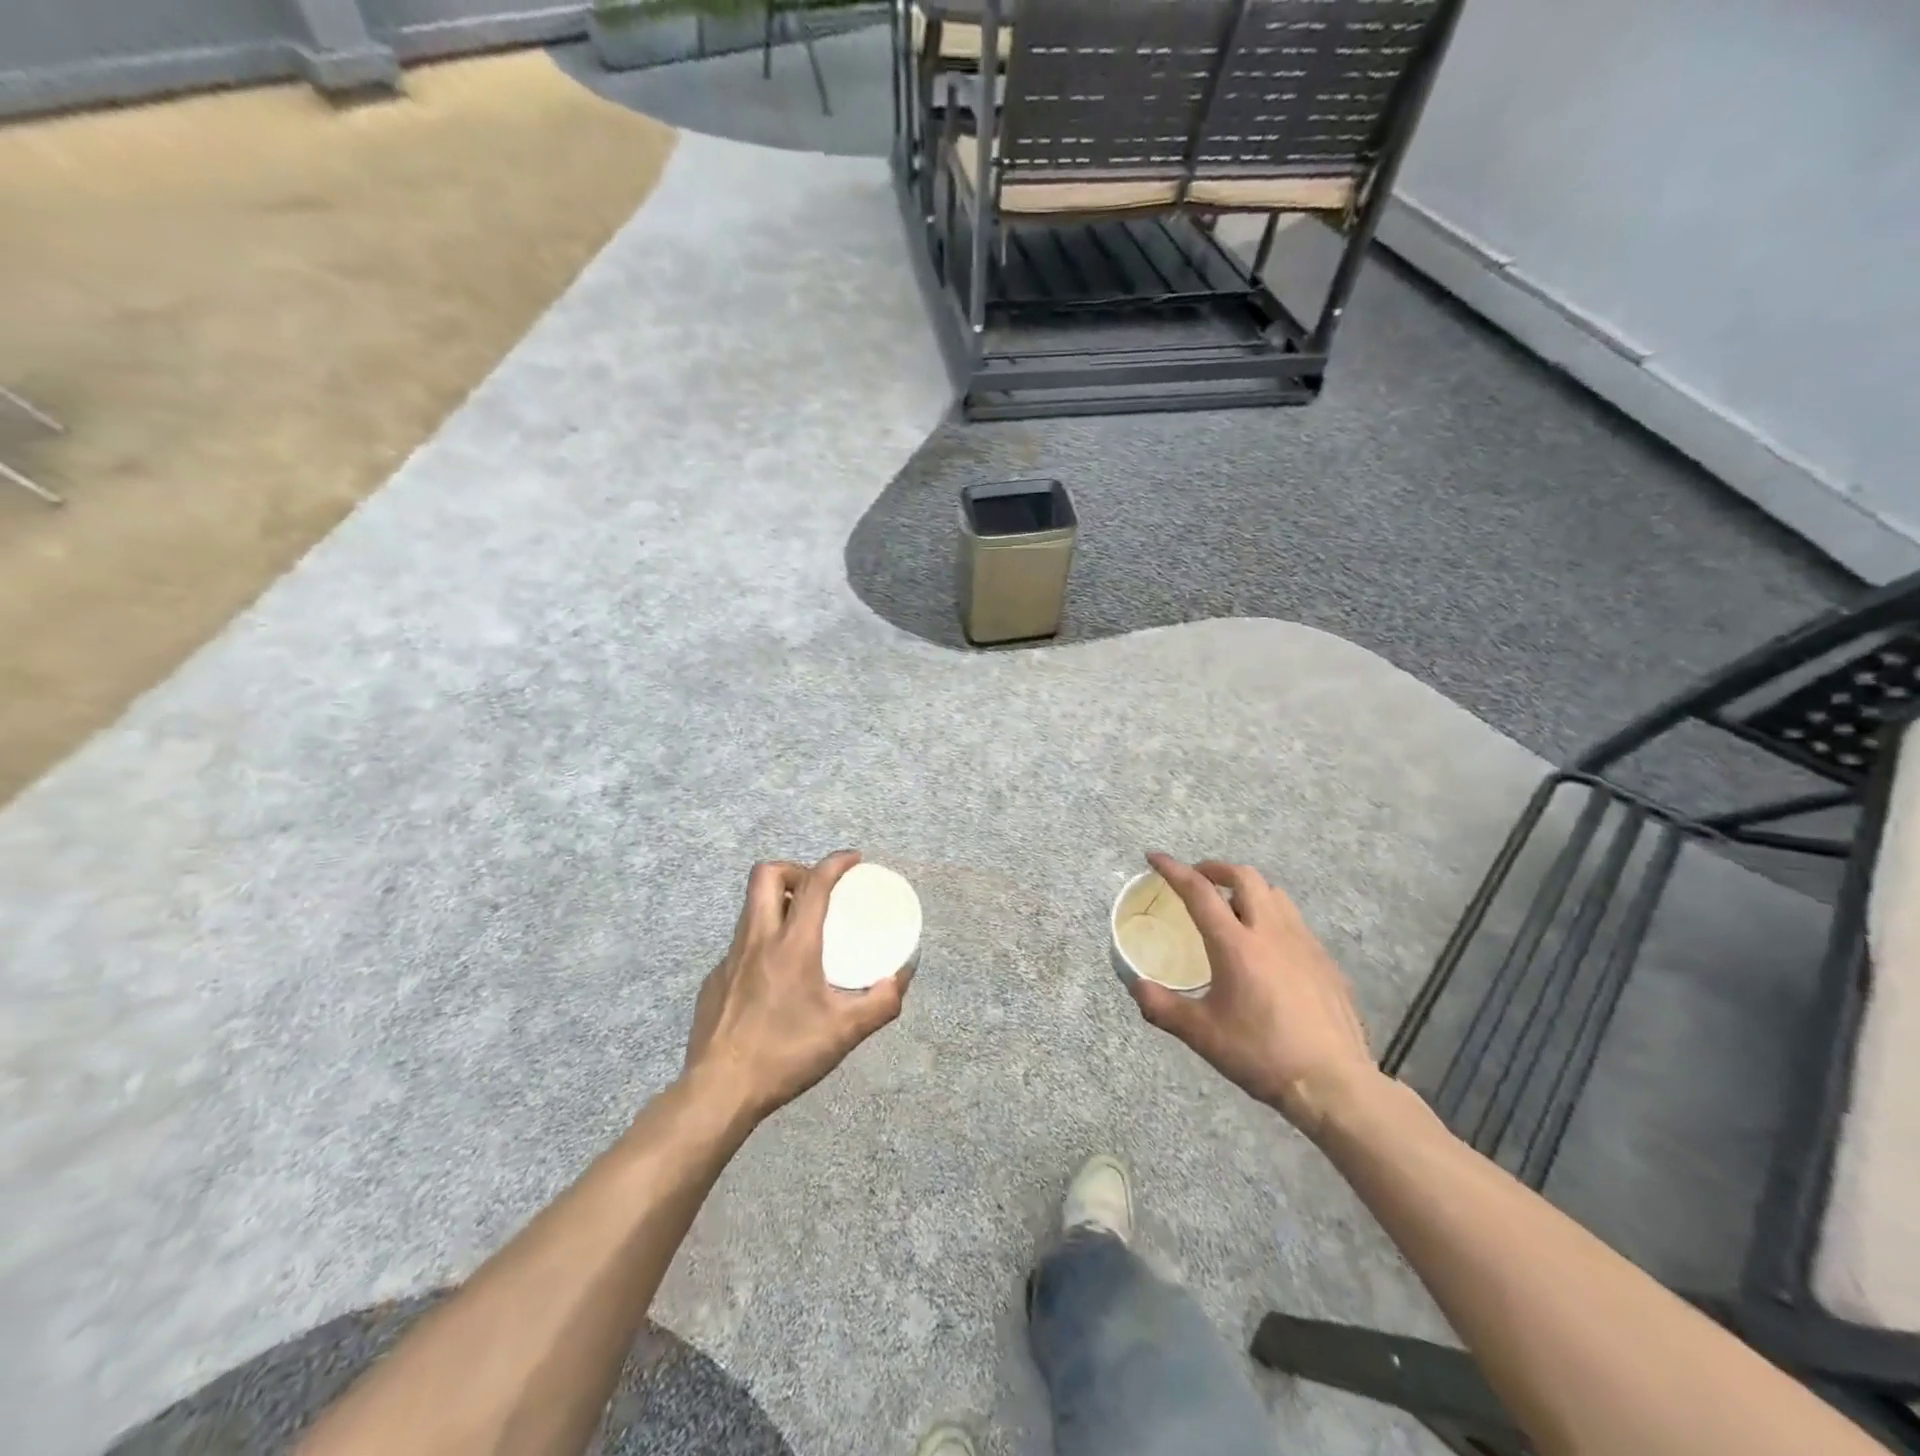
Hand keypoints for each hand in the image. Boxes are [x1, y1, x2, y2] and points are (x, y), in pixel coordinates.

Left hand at [683, 852, 912, 1121]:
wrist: (718, 1092)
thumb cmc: (785, 1055)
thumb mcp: (845, 1032)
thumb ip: (881, 1003)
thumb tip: (900, 977)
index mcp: (792, 944)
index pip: (814, 884)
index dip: (836, 862)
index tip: (853, 860)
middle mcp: (756, 939)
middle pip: (766, 874)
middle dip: (795, 870)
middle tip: (817, 892)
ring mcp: (729, 958)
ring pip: (750, 907)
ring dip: (777, 903)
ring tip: (800, 930)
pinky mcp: (714, 980)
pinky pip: (740, 943)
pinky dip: (762, 942)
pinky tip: (773, 977)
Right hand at [1127, 852, 1375, 1136]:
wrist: (1333, 1083)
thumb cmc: (1261, 1054)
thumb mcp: (1201, 1034)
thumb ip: (1162, 1007)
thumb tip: (1137, 986)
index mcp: (1235, 944)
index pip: (1198, 891)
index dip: (1173, 869)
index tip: (1155, 857)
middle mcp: (1270, 931)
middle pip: (1244, 876)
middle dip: (1216, 869)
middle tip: (1198, 880)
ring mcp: (1304, 943)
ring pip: (1274, 893)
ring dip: (1248, 889)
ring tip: (1233, 907)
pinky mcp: (1325, 961)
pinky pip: (1295, 921)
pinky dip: (1272, 916)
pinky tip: (1268, 948)